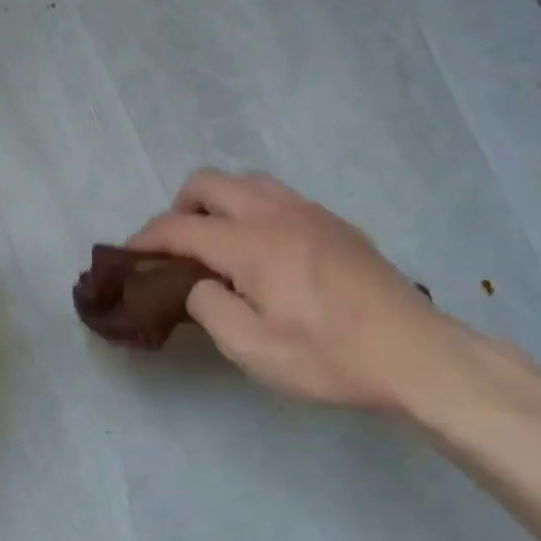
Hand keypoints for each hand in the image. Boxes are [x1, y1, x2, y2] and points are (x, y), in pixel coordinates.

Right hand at [129, 170, 469, 413]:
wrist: (415, 354)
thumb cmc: (328, 358)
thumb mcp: (253, 349)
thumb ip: (209, 308)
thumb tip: (199, 284)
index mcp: (252, 244)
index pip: (180, 226)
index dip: (145, 239)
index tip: (126, 257)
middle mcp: (277, 213)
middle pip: (208, 182)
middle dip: (178, 210)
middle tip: (174, 252)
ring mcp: (311, 213)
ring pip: (246, 182)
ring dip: (216, 204)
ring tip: (215, 247)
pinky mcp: (335, 224)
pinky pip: (277, 197)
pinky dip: (250, 211)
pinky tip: (261, 253)